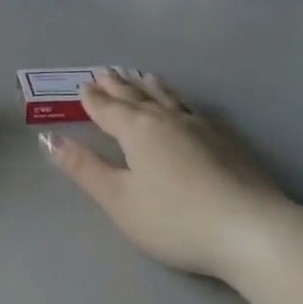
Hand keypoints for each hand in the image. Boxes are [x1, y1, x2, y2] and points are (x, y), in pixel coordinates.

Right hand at [44, 68, 297, 282]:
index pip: (109, 109)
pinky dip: (179, 101)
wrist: (252, 230)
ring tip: (143, 76)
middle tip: (106, 72)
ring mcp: (201, 128)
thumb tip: (50, 138)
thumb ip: (84, 169)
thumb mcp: (119, 200)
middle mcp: (167, 120)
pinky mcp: (228, 142)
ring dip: (151, 87)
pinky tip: (186, 108)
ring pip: (168, 99)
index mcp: (137, 130)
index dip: (94, 99)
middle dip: (118, 86)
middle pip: (137, 97)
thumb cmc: (175, 219)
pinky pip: (193, 110)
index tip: (83, 86)